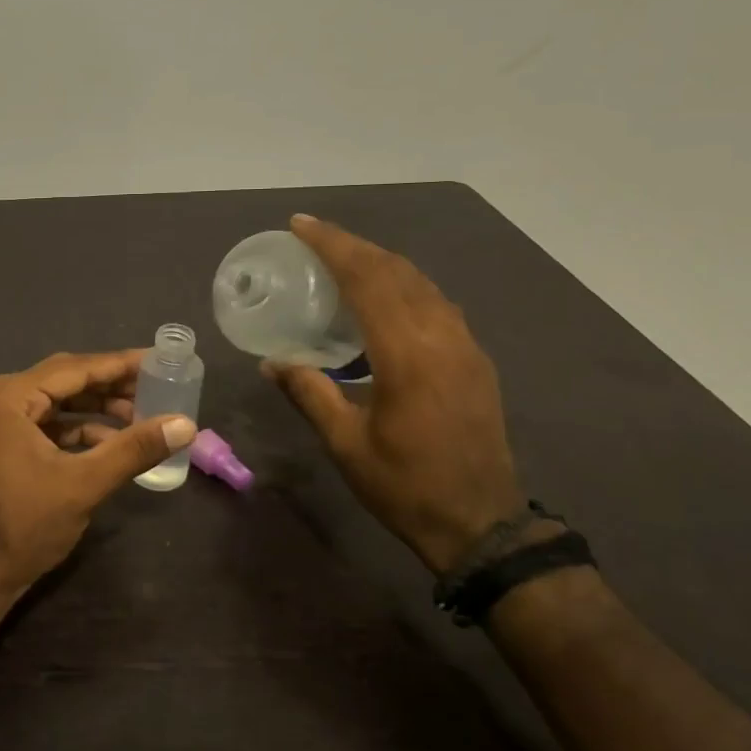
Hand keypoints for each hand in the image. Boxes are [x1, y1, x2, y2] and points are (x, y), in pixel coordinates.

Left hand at [0, 350, 196, 602]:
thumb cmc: (25, 526)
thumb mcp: (85, 484)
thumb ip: (134, 448)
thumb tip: (185, 424)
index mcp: (7, 397)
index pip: (73, 368)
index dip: (119, 364)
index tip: (158, 360)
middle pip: (63, 381)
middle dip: (110, 386)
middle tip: (155, 387)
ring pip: (54, 403)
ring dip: (94, 409)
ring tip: (139, 417)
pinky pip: (42, 424)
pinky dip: (74, 430)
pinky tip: (109, 441)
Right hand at [265, 214, 524, 573]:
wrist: (480, 524)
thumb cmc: (405, 485)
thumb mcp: (345, 442)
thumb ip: (309, 392)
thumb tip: (271, 363)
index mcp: (406, 353)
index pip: (366, 279)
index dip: (332, 246)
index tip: (301, 226)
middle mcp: (441, 336)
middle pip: (395, 270)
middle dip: (353, 245)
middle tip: (314, 236)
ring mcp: (464, 345)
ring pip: (421, 282)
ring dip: (380, 262)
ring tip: (343, 259)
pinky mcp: (474, 359)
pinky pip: (436, 302)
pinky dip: (404, 285)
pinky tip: (384, 298)